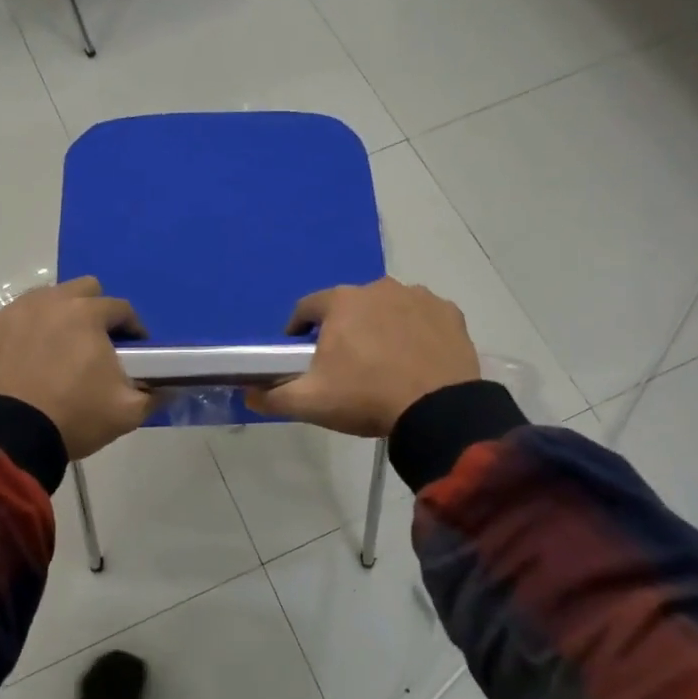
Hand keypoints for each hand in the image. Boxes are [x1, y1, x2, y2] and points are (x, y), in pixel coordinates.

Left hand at [0, 277, 152, 459]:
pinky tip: (25, 362)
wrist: (7, 437)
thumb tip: (170, 387)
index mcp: (88, 314)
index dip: (133, 329)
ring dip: (58, 318)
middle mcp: (50, 302)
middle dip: (95, 310)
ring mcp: (14, 313)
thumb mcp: (126, 412)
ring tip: (58, 352)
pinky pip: (13, 322)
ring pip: (45, 301)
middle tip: (95, 344)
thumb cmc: (73, 417)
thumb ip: (154, 395)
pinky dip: (24, 335)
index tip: (135, 351)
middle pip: (83, 290)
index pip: (121, 309)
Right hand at [246, 278, 479, 436]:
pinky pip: (422, 317)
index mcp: (341, 302)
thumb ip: (272, 396)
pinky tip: (416, 359)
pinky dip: (416, 332)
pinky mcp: (449, 313)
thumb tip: (248, 393)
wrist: (438, 411)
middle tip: (345, 364)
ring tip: (383, 363)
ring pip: (387, 309)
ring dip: (380, 327)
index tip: (300, 353)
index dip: (299, 330)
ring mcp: (418, 297)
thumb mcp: (310, 402)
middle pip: (349, 307)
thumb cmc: (367, 398)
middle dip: (343, 329)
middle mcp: (379, 287)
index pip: (307, 308)